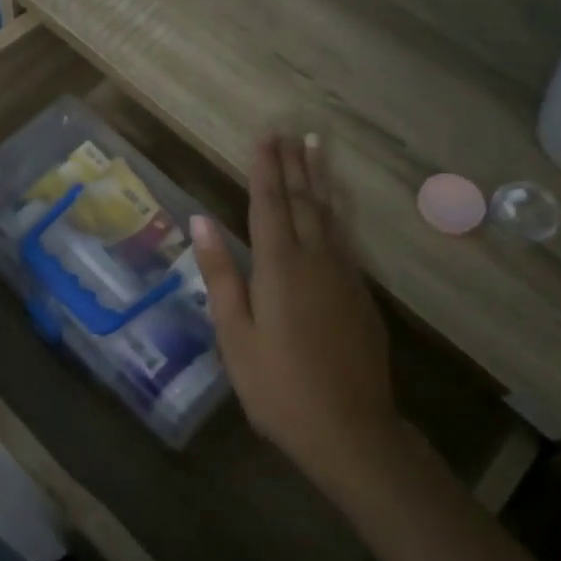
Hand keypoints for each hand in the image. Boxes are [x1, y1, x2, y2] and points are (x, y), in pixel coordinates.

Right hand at [191, 135, 394, 497]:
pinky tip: (334, 206)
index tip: (265, 136)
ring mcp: (343, 274)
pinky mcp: (360, 293)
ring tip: (316, 147)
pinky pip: (344, 237)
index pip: (268, 204)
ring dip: (318, 179)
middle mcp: (314, 259)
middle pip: (302, 201)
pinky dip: (336, 212)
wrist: (350, 429)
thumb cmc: (278, 386)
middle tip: (290, 131)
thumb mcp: (235, 334)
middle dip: (293, 164)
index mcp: (278, 266)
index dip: (265, 168)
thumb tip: (200, 220)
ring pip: (328, 214)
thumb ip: (221, 273)